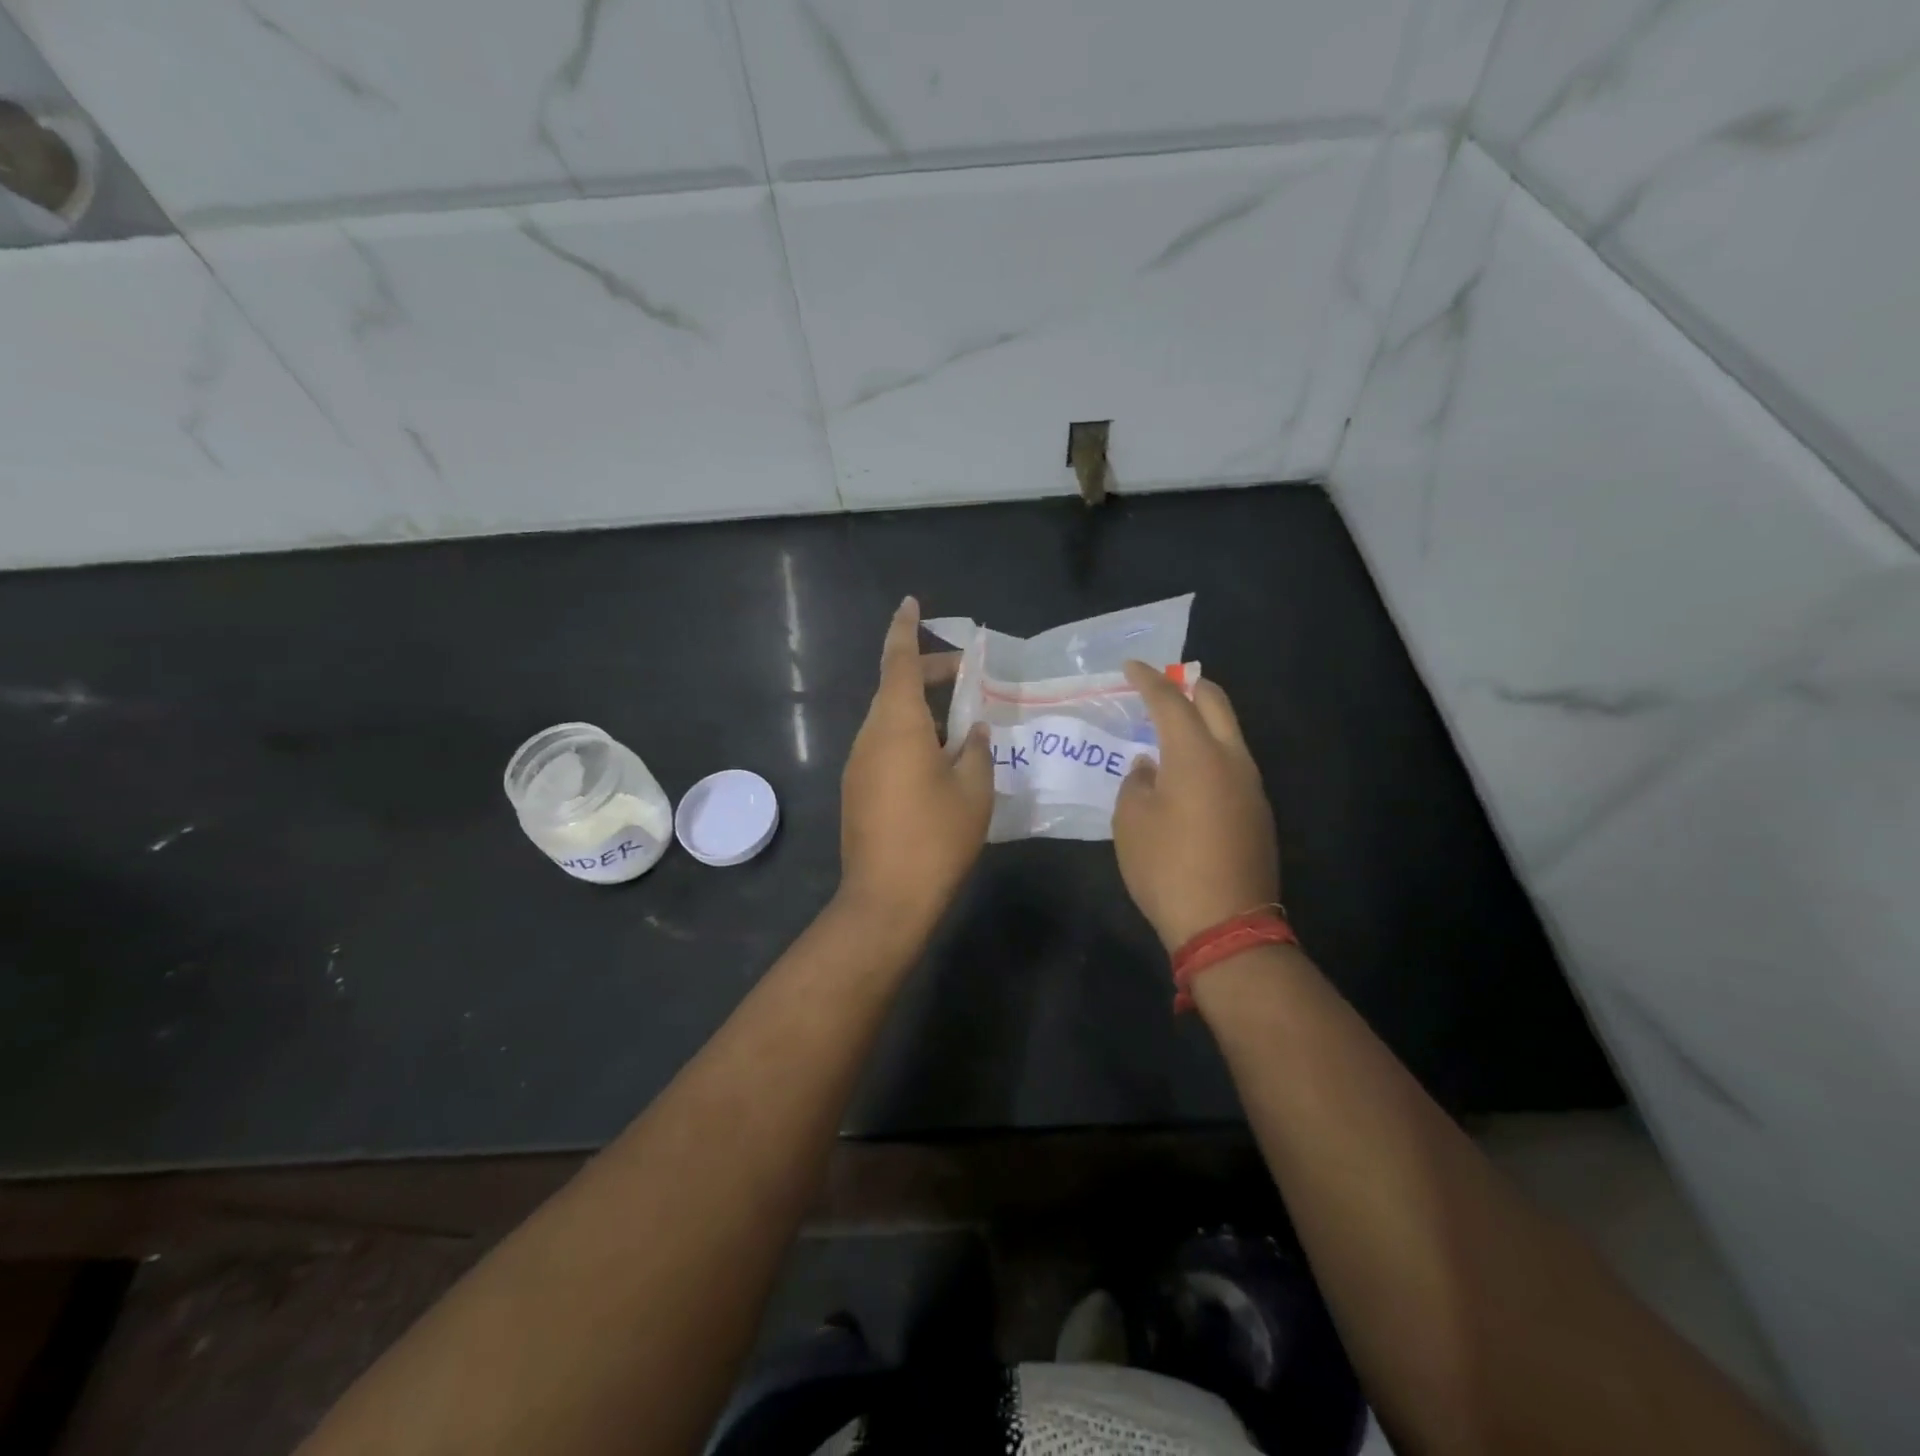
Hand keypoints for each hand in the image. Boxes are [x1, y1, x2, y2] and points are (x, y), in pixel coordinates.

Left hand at [838, 597, 993, 932]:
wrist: (886, 898)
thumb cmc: (935, 837)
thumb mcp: (974, 789)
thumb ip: (977, 750)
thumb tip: (976, 732)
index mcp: (897, 724)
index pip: (899, 660)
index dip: (905, 627)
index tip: (911, 602)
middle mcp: (870, 735)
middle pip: (896, 688)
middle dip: (930, 674)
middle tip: (968, 677)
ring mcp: (858, 764)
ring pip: (890, 719)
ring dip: (923, 711)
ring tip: (963, 725)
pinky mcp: (857, 789)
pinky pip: (884, 746)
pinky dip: (911, 738)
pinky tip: (940, 762)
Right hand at [1113, 661, 1278, 950]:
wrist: (1226, 925)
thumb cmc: (1167, 868)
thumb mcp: (1131, 822)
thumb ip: (1137, 783)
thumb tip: (1150, 767)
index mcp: (1196, 754)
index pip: (1170, 701)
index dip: (1148, 680)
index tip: (1130, 667)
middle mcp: (1232, 760)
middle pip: (1215, 703)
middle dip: (1188, 686)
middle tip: (1161, 686)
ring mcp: (1252, 786)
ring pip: (1230, 733)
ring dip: (1203, 721)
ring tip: (1171, 729)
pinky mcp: (1259, 812)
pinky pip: (1234, 764)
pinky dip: (1211, 752)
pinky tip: (1189, 773)